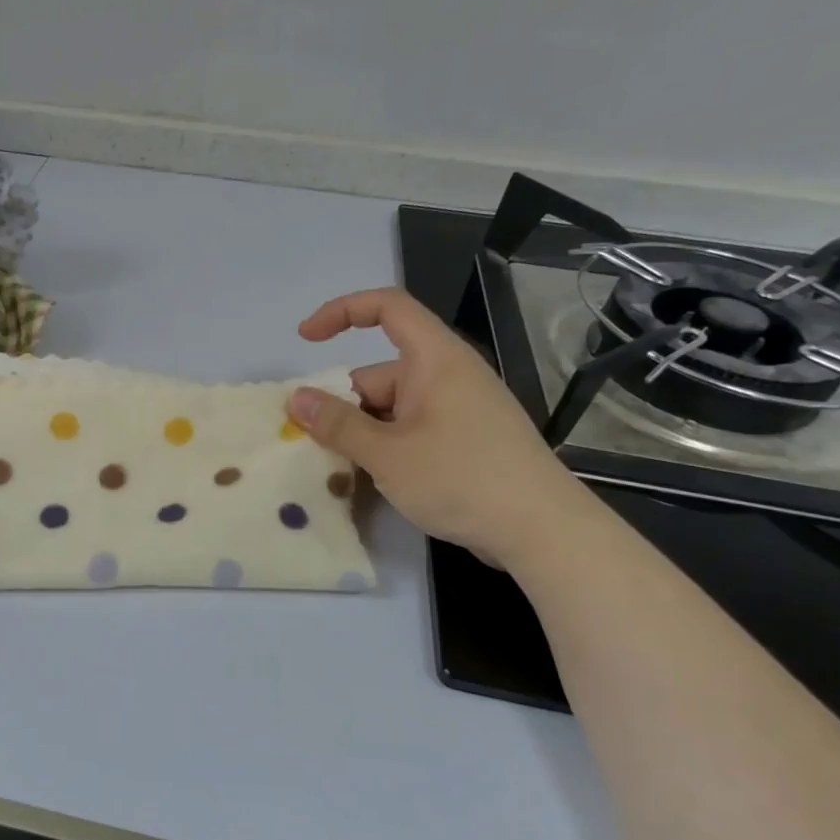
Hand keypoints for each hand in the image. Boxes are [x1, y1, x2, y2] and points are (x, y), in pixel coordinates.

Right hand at [288, 289, 586, 564]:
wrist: (543, 531)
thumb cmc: (462, 479)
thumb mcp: (386, 453)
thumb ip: (337, 425)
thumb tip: (296, 399)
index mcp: (434, 360)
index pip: (386, 308)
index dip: (341, 312)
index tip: (305, 339)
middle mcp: (448, 375)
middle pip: (380, 373)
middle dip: (343, 404)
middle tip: (314, 444)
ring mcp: (460, 409)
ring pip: (393, 408)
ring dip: (362, 433)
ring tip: (340, 470)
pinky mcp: (467, 440)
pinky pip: (412, 429)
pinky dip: (387, 447)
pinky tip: (373, 480)